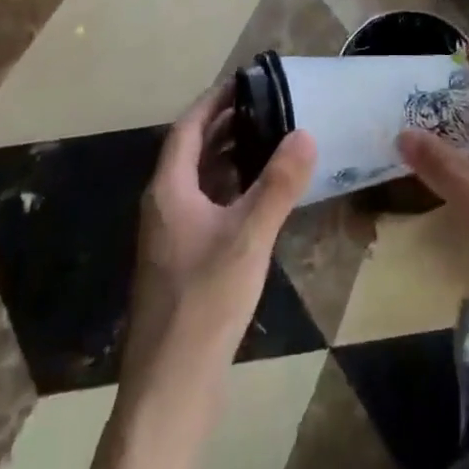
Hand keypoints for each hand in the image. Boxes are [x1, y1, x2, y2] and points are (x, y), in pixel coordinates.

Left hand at [122, 86, 315, 398]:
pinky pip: (205, 206)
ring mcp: (170, 237)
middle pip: (192, 151)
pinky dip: (229, 189)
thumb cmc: (205, 301)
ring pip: (199, 181)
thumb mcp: (249, 237)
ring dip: (228, 157)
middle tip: (265, 106)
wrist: (171, 388)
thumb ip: (278, 184)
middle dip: (225, 125)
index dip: (214, 101)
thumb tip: (305, 133)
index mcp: (169, 190)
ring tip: (267, 140)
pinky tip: (258, 198)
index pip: (188, 128)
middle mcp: (164, 206)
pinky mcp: (182, 262)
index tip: (244, 80)